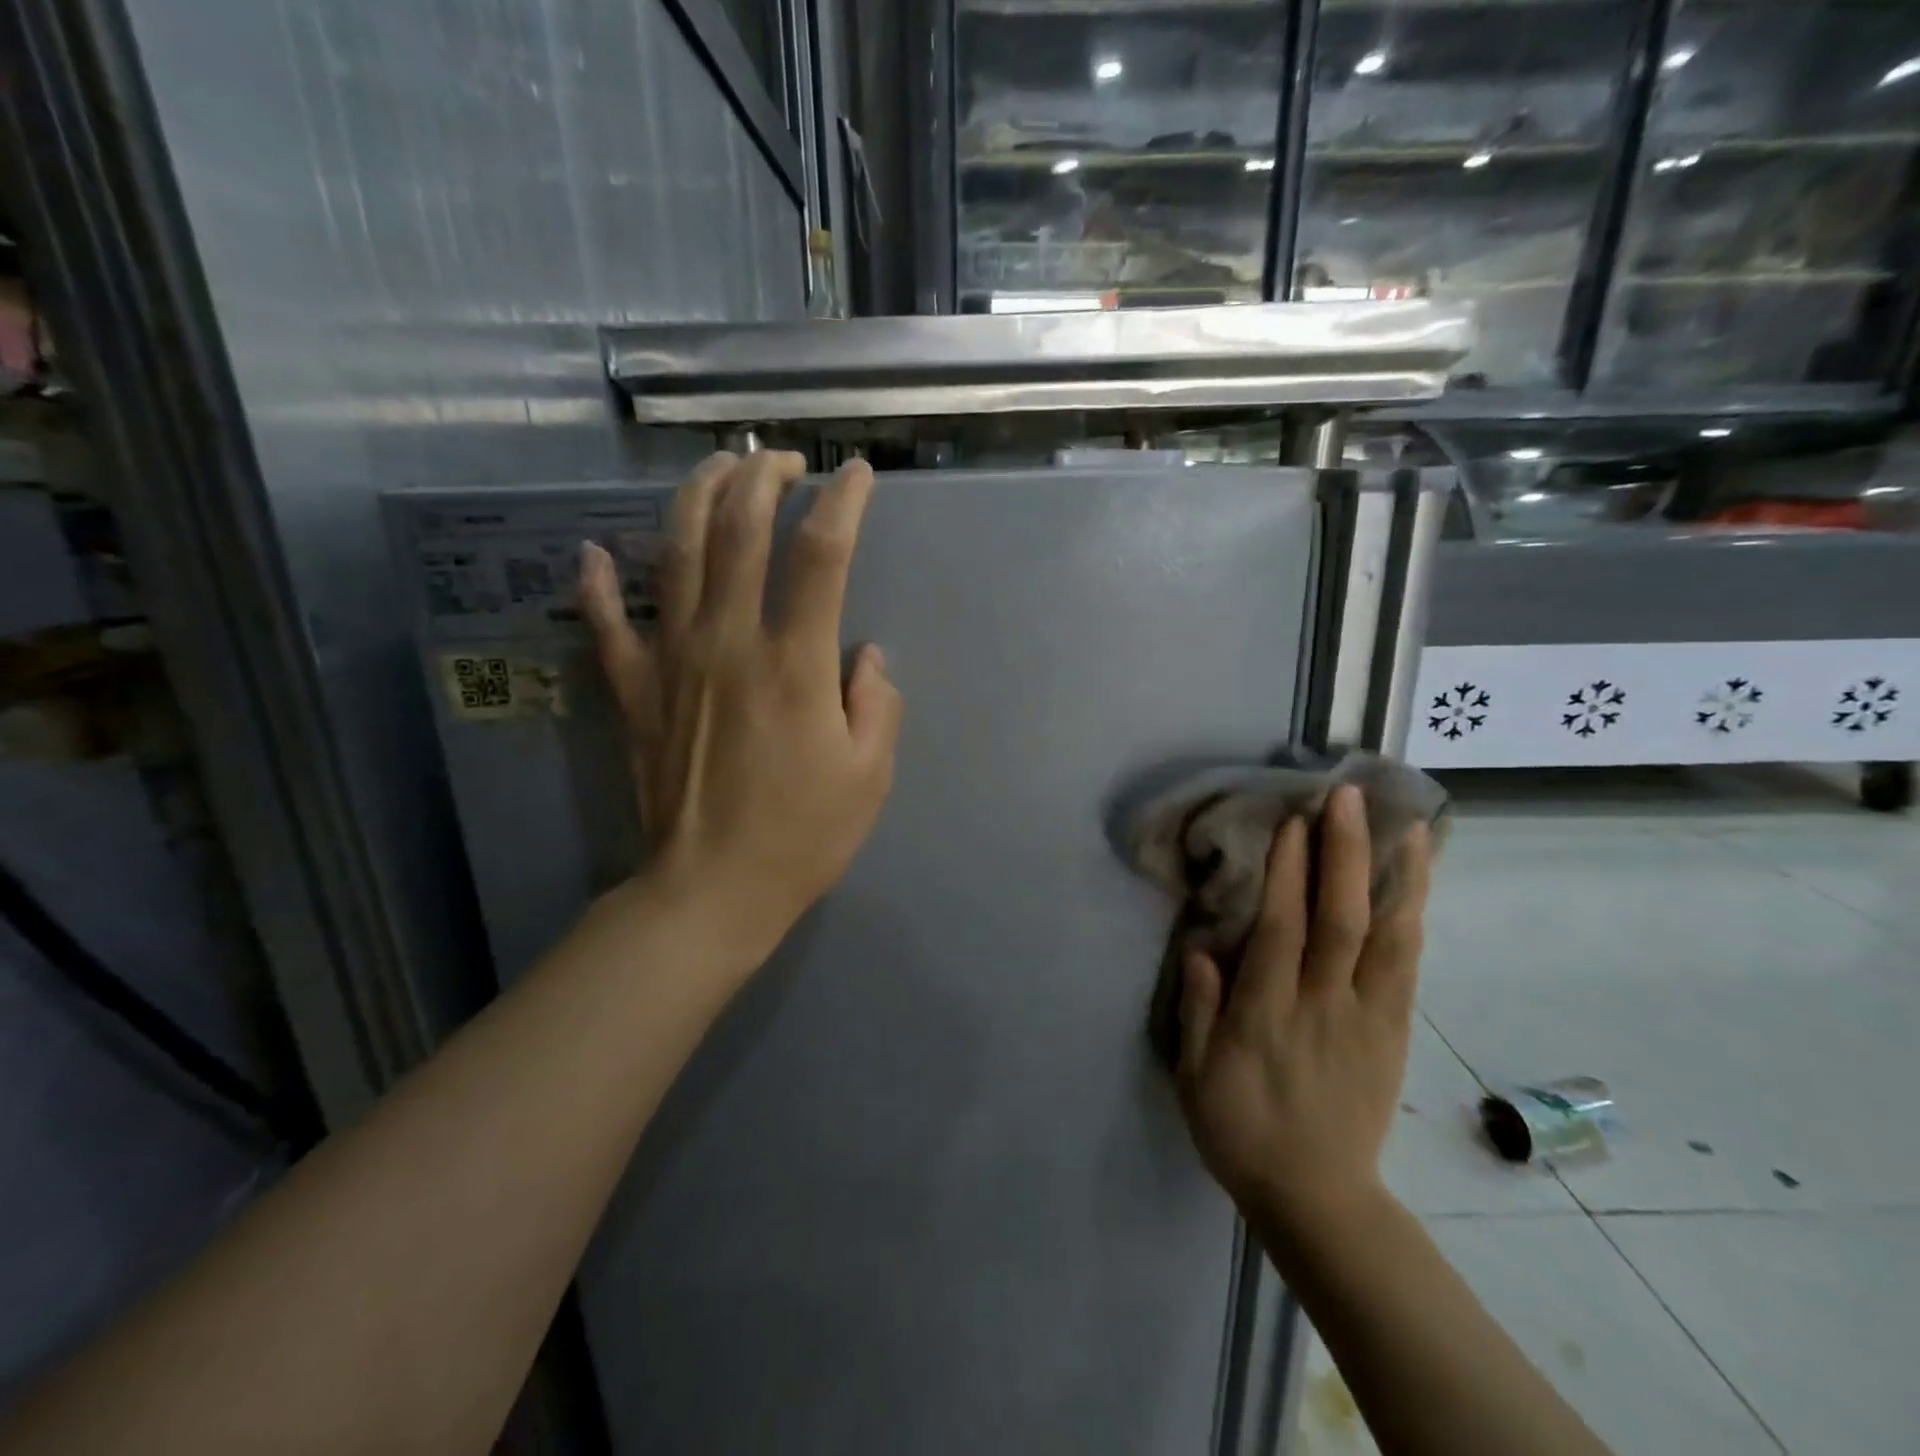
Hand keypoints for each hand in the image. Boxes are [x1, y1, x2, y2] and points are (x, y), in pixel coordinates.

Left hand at [579, 450, 902, 968]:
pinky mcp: (634, 691)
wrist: (710, 891)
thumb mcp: (869, 775)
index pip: (820, 555)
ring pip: (675, 554)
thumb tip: (867, 657)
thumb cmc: (801, 836)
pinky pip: (606, 625)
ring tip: (718, 469)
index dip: (842, 503)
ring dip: (696, 497)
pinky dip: (597, 585)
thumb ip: (877, 704)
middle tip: (784, 460)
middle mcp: (727, 643)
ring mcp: (671, 661)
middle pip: (737, 529)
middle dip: (762, 477)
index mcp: (793, 663)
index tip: (856, 476)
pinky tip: (593, 553)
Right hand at [1177, 785, 1430, 1243]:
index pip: (1282, 930)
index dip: (1289, 872)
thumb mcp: (1196, 1078)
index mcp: (1268, 1015)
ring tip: (1405, 822)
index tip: (1294, 820)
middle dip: (1345, 853)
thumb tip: (1200, 948)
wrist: (1318, 1198)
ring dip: (1396, 875)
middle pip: (1340, 919)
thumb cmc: (1241, 1131)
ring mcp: (1367, 1017)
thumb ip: (1200, 1011)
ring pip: (1388, 937)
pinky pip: (1408, 965)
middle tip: (1348, 797)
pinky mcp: (1394, 1031)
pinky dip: (1414, 917)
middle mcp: (1324, 1006)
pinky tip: (1417, 881)